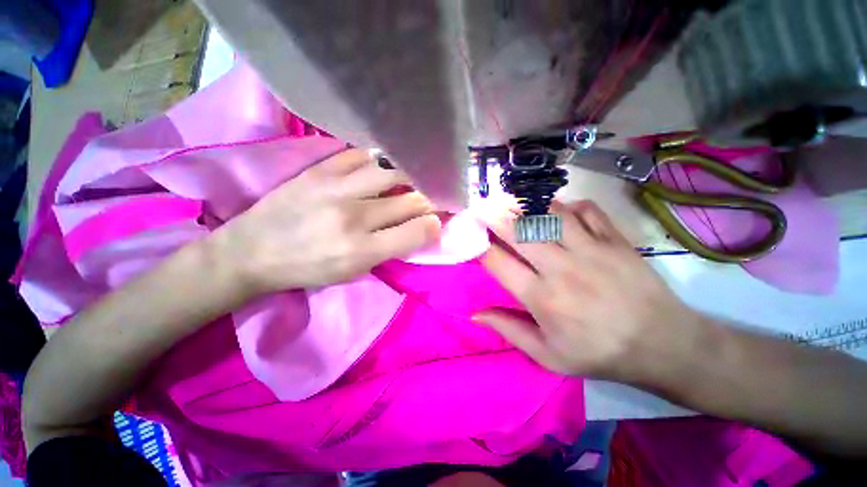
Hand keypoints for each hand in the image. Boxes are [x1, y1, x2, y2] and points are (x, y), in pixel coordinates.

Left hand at [215, 149, 440, 294]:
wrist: (252, 251)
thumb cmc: (308, 269)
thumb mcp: (353, 273)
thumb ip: (390, 250)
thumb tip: (420, 228)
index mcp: (362, 251)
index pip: (416, 231)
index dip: (435, 223)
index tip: (439, 219)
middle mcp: (354, 217)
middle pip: (409, 199)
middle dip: (430, 198)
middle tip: (437, 195)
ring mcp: (336, 188)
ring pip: (392, 171)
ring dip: (412, 174)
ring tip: (418, 174)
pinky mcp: (320, 170)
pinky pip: (361, 155)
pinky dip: (381, 159)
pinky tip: (386, 163)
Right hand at [474, 200, 700, 384]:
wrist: (663, 344)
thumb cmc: (599, 353)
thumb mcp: (548, 355)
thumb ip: (509, 330)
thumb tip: (475, 314)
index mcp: (541, 297)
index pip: (498, 262)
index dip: (479, 246)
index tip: (471, 236)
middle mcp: (561, 268)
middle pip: (519, 230)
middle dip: (495, 216)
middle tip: (483, 207)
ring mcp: (591, 249)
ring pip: (550, 213)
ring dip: (527, 205)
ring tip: (514, 202)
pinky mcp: (615, 240)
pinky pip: (586, 210)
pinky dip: (569, 205)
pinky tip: (560, 210)